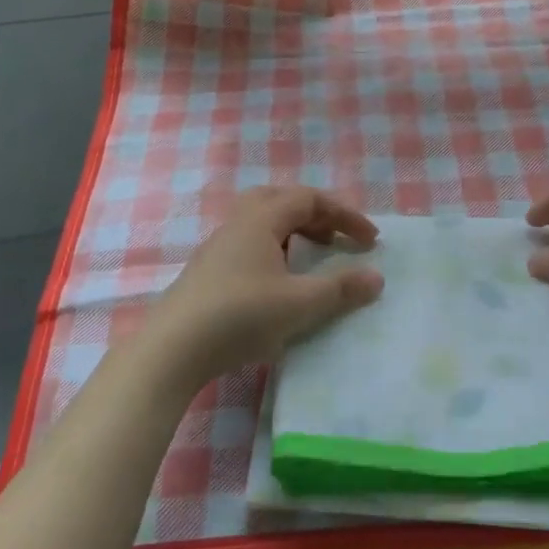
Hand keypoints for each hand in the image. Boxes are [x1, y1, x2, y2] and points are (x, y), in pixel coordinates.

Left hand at [141, 185, 383, 390]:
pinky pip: (250, 244)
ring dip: (294, 233)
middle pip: (282, 201)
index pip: (310, 199)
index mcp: (261, 219)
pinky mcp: (208, 272)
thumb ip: (340, 289)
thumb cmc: (240, 316)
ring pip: (263, 223)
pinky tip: (279, 283)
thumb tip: (376, 277)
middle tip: (337, 239)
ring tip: (313, 258)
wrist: (172, 350)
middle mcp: (238, 224)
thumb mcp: (299, 304)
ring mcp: (218, 247)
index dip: (344, 215)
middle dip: (316, 215)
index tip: (370, 240)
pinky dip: (275, 250)